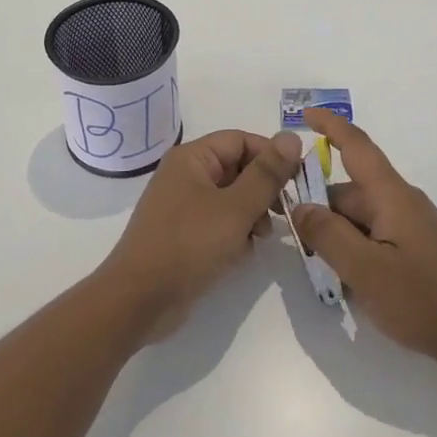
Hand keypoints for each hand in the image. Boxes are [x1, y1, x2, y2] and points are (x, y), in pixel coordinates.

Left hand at [100, 127, 304, 341]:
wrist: (140, 300)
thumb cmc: (188, 245)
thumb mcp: (236, 208)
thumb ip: (267, 174)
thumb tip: (293, 136)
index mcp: (192, 158)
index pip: (241, 140)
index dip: (271, 156)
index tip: (297, 180)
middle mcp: (185, 176)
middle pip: (237, 168)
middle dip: (263, 189)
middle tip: (283, 213)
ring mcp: (182, 206)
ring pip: (231, 198)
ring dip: (252, 214)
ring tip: (260, 237)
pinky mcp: (184, 234)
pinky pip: (219, 222)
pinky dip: (235, 233)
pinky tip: (242, 254)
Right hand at [291, 110, 436, 375]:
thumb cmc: (422, 301)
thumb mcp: (365, 270)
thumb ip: (328, 235)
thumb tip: (300, 206)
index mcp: (392, 196)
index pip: (357, 147)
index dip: (330, 126)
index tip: (304, 115)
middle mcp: (401, 202)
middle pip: (348, 192)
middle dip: (320, 210)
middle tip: (297, 243)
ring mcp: (409, 225)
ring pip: (357, 217)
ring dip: (336, 237)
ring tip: (325, 271)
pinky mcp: (413, 246)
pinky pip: (372, 235)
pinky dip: (354, 250)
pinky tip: (349, 282)